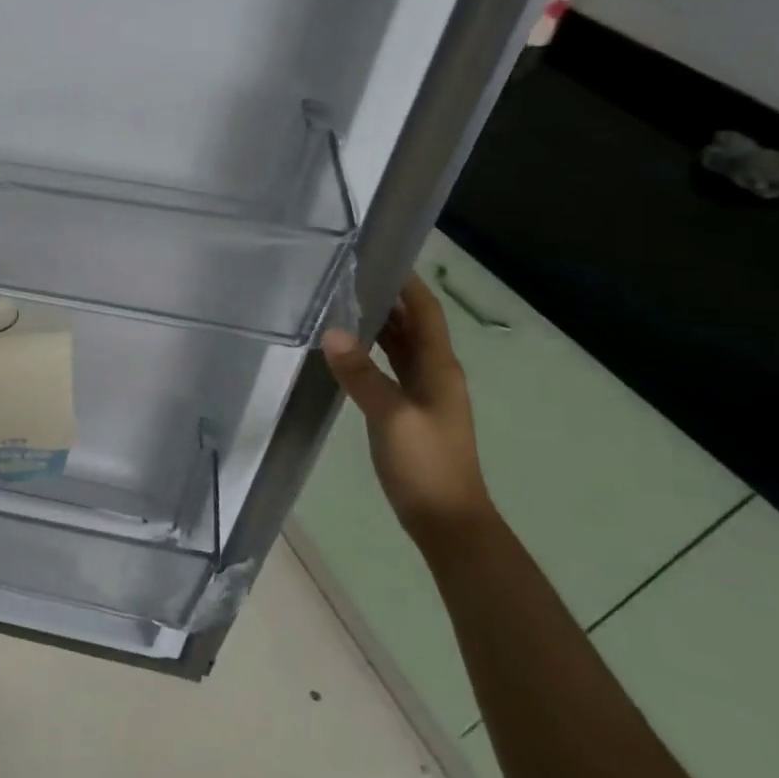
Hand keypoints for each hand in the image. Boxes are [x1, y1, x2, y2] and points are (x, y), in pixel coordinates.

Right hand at [321, 273, 493, 546]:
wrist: (447, 520)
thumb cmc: (426, 464)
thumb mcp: (391, 416)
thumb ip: (361, 374)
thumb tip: (331, 333)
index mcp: (440, 369)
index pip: (427, 313)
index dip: (409, 285)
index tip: (381, 257)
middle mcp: (435, 374)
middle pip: (414, 326)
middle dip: (389, 299)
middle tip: (349, 276)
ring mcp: (423, 394)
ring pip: (402, 347)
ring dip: (380, 325)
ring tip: (343, 302)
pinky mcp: (408, 411)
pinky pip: (391, 369)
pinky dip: (374, 352)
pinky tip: (349, 349)